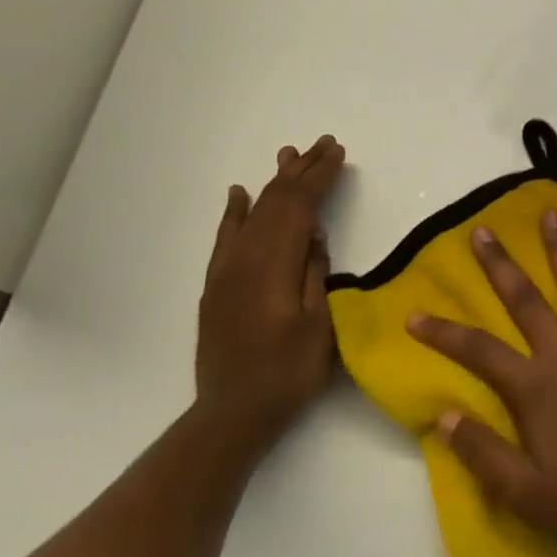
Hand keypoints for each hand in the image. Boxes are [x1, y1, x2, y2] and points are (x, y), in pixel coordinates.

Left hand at [195, 135, 345, 453]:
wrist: (233, 413)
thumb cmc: (288, 372)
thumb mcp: (320, 326)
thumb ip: (316, 274)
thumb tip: (314, 235)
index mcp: (274, 265)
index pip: (299, 207)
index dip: (320, 177)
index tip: (339, 154)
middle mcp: (246, 258)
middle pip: (275, 201)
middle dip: (301, 170)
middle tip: (323, 143)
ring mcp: (226, 270)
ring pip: (252, 213)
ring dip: (273, 182)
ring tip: (289, 155)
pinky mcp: (217, 285)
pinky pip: (226, 236)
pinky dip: (235, 210)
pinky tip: (240, 193)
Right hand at [408, 211, 556, 547]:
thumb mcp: (524, 493)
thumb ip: (482, 452)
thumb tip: (442, 417)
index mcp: (535, 386)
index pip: (478, 351)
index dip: (442, 332)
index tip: (414, 314)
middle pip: (526, 301)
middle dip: (500, 266)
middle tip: (482, 231)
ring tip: (551, 214)